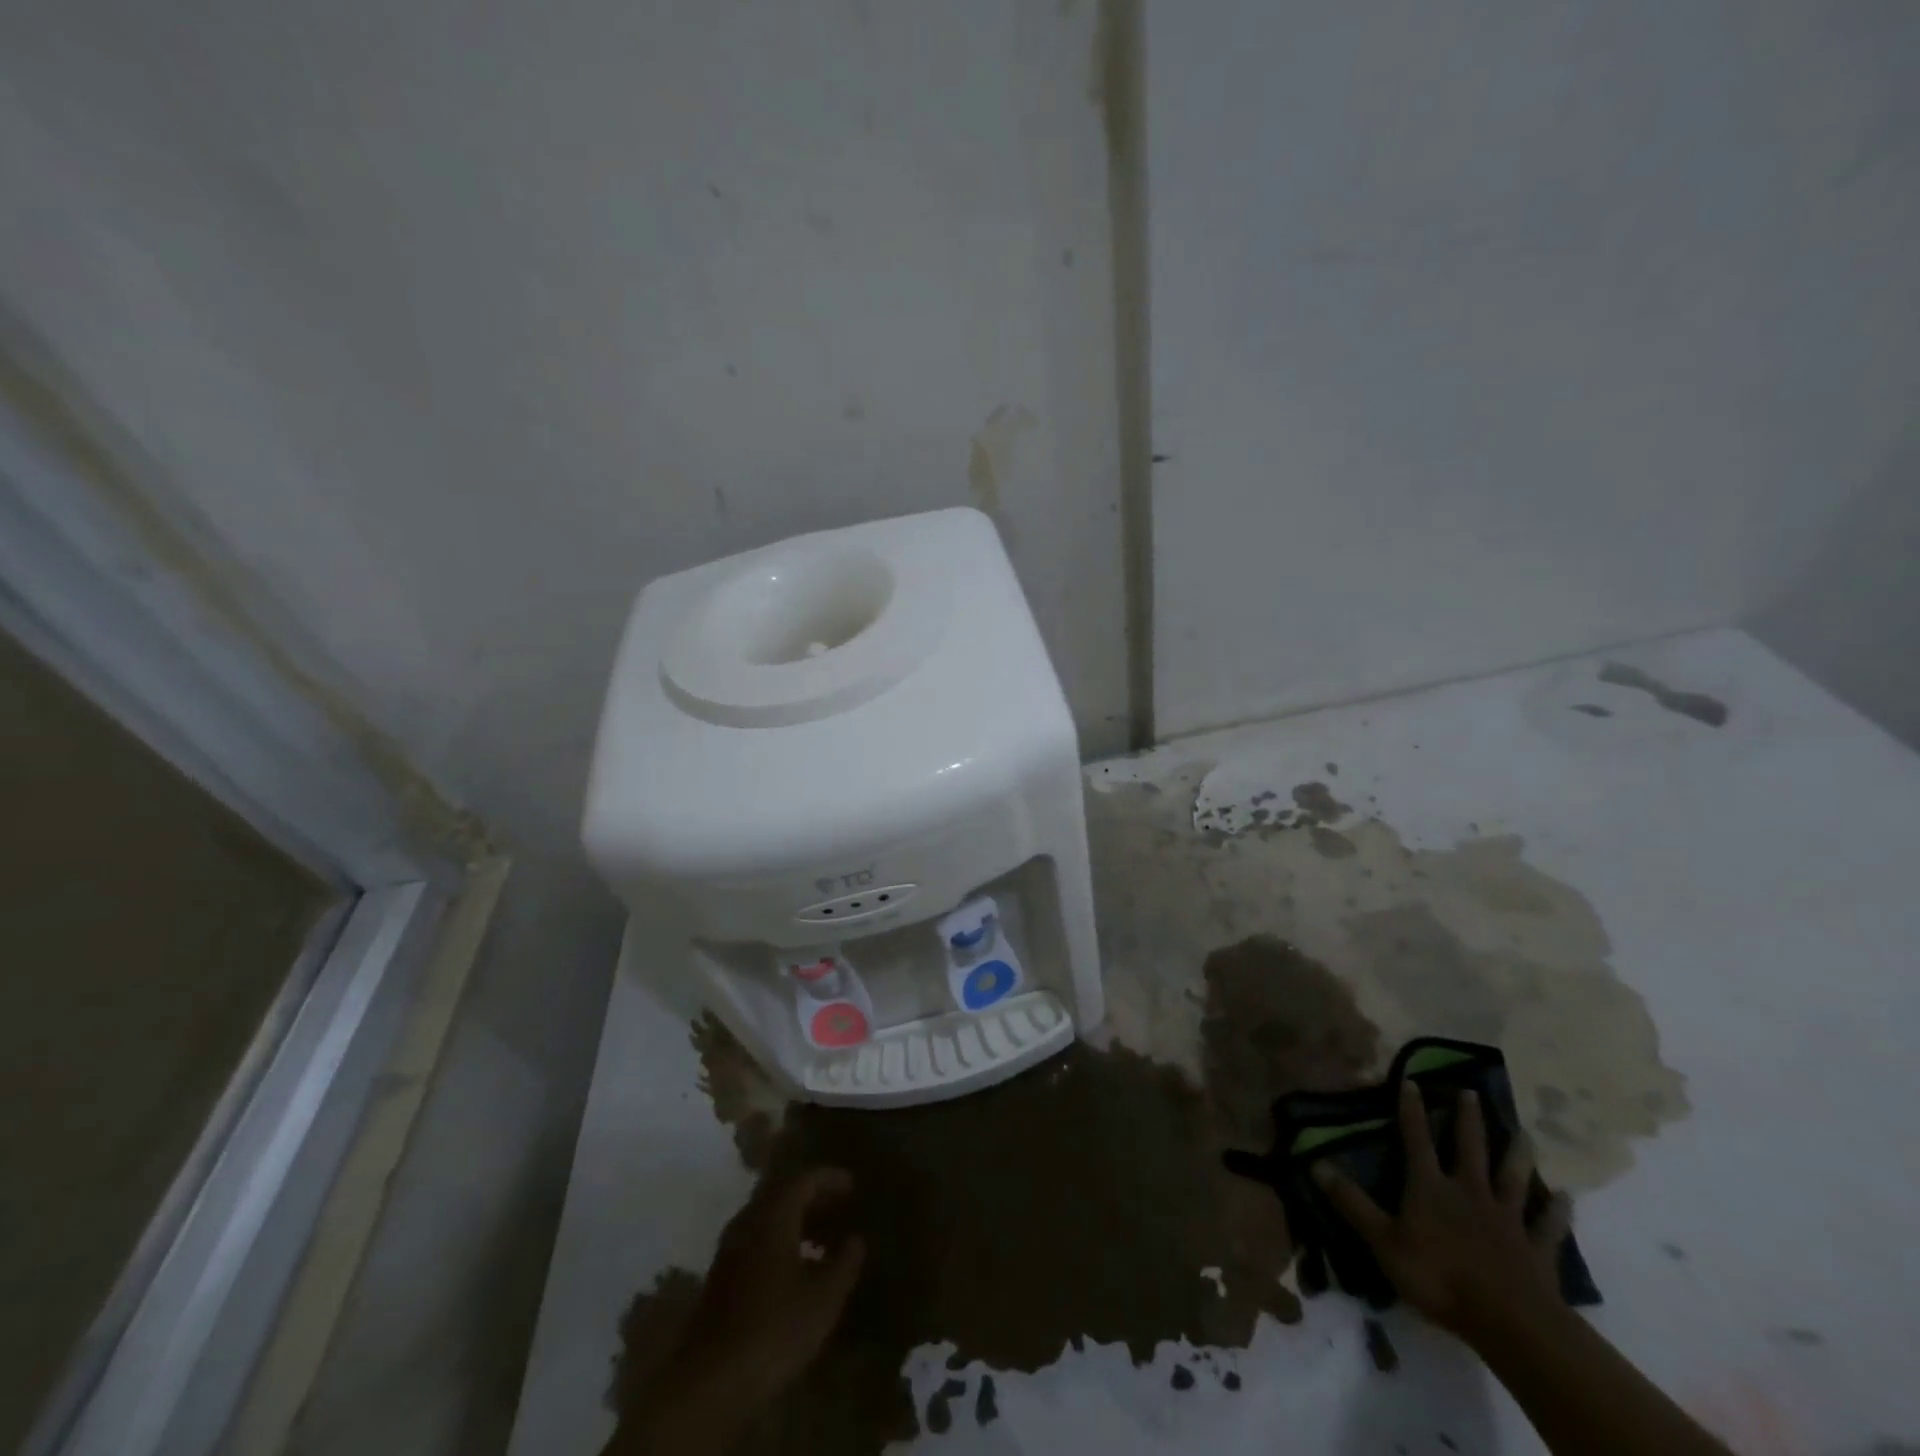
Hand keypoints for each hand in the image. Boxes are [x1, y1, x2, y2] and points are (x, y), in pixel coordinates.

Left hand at [673, 1167, 865, 1406]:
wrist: (709, 1383)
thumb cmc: (774, 1330)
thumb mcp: (823, 1299)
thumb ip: (844, 1263)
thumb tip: (855, 1240)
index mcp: (773, 1215)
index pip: (804, 1179)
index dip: (830, 1178)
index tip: (852, 1184)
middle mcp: (748, 1222)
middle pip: (782, 1193)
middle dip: (812, 1196)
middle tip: (839, 1206)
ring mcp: (729, 1249)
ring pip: (767, 1217)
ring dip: (795, 1220)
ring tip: (822, 1237)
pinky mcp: (720, 1277)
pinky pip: (756, 1240)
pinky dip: (780, 1239)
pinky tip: (795, 1267)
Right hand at [1313, 1082, 1570, 1341]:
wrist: (1510, 1322)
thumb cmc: (1439, 1277)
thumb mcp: (1382, 1240)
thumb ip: (1350, 1202)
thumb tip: (1313, 1163)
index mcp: (1430, 1187)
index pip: (1417, 1139)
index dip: (1412, 1110)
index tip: (1412, 1080)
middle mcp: (1469, 1192)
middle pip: (1468, 1148)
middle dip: (1467, 1119)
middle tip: (1471, 1091)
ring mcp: (1506, 1219)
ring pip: (1512, 1178)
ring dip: (1517, 1155)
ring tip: (1525, 1133)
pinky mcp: (1536, 1249)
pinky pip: (1548, 1226)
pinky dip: (1557, 1211)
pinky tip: (1566, 1198)